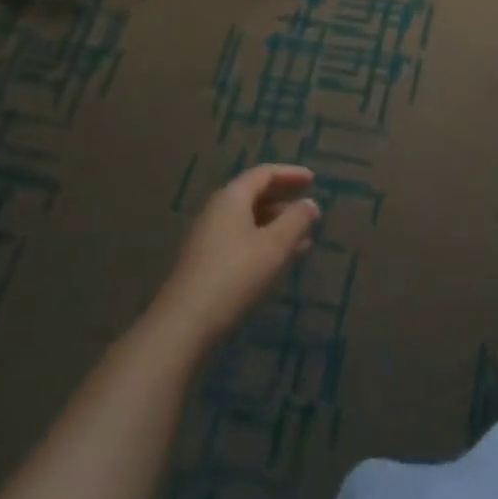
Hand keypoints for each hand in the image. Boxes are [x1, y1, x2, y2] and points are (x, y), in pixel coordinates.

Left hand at [150, 165, 319, 357]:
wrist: (184, 325)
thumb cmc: (235, 275)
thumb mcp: (275, 245)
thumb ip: (297, 219)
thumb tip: (310, 204)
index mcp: (231, 198)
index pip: (264, 173)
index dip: (291, 174)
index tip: (314, 180)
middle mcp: (216, 211)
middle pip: (255, 195)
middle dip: (285, 202)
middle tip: (309, 212)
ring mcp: (207, 238)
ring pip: (249, 221)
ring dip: (277, 226)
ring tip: (303, 241)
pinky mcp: (204, 263)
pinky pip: (240, 240)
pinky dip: (263, 242)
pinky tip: (277, 262)